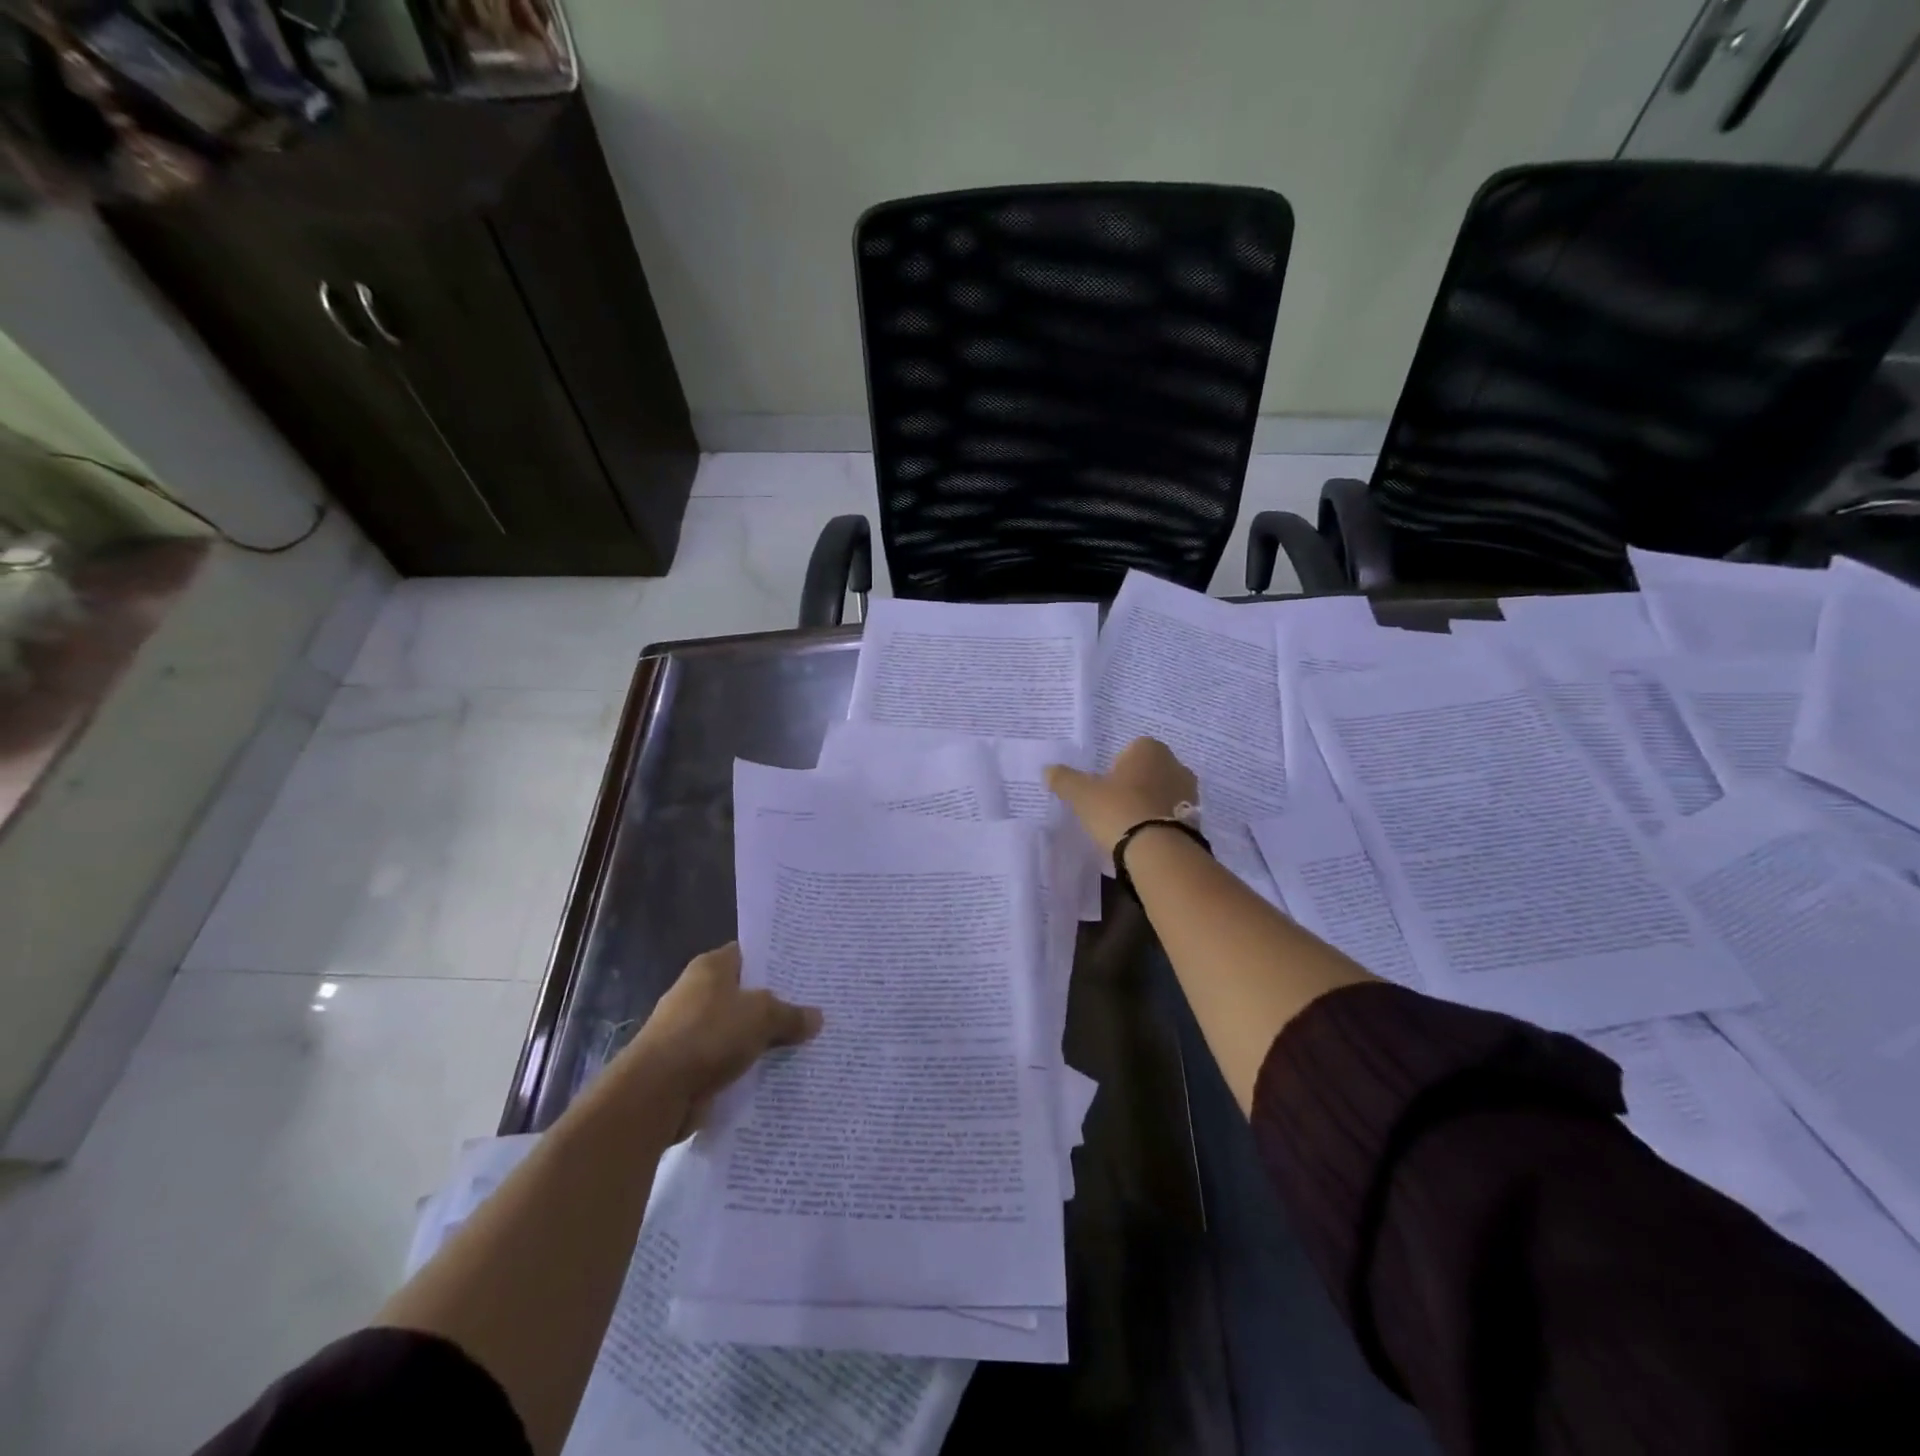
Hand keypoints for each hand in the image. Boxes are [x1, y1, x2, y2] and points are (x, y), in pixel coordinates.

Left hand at [618, 942, 822, 1137]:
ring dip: (762, 1039)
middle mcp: (697, 992)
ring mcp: (690, 1030)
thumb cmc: (709, 1035)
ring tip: (803, 1042)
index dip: (776, 961)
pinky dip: (746, 1065)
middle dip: (776, 1003)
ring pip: (738, 1029)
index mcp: (711, 967)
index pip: (750, 954)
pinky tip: (775, 1071)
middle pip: (746, 993)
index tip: (806, 970)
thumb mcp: (762, 1016)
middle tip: (814, 1007)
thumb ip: (791, 1015)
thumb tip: (816, 1017)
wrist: (656, 1093)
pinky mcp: (688, 1064)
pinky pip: (727, 1059)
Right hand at [1046, 737, 1198, 856]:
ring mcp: (1189, 792)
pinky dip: (1158, 822)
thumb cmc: (1118, 810)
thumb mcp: (1082, 794)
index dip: (1114, 768)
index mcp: (1150, 749)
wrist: (1158, 850)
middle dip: (1133, 785)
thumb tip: (1048, 769)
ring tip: (1127, 826)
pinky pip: (1171, 815)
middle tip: (1112, 806)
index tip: (1103, 788)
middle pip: (1147, 771)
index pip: (1130, 750)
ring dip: (1147, 804)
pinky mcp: (1196, 819)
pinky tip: (1143, 839)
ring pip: (1161, 793)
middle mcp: (1175, 764)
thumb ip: (1064, 779)